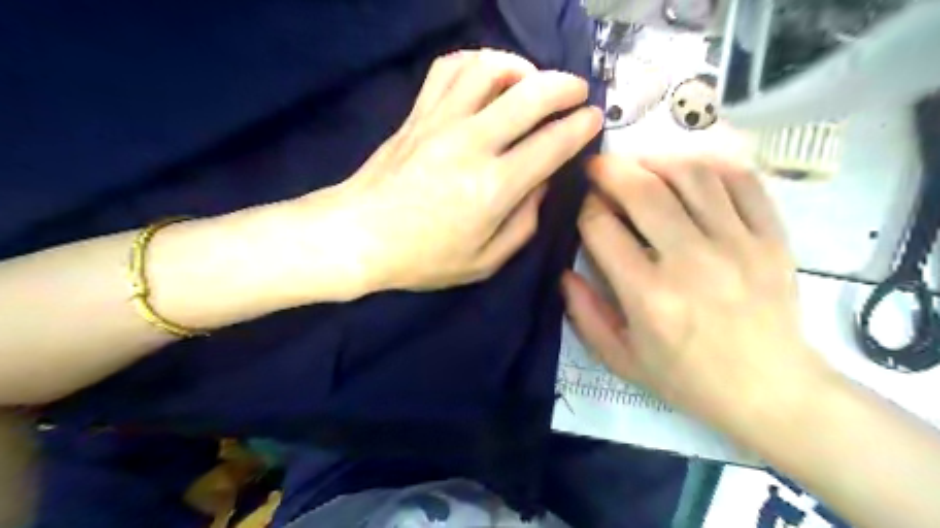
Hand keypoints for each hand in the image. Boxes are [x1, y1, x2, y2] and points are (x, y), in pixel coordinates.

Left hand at [304, 49, 601, 293]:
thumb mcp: (484, 262)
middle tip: (577, 91)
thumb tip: (542, 184)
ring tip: (532, 81)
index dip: (581, 126)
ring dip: (521, 67)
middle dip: (565, 86)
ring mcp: (441, 122)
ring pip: (489, 69)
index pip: (552, 144)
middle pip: (530, 94)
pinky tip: (487, 76)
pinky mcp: (418, 114)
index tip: (594, 119)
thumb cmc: (423, 258)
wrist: (358, 236)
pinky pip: (449, 69)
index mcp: (493, 188)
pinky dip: (476, 62)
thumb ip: (523, 224)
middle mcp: (471, 144)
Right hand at [560, 156, 831, 441]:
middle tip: (598, 166)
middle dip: (611, 170)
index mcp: (648, 296)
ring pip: (692, 176)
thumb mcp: (621, 358)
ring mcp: (738, 245)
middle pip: (643, 191)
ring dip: (657, 162)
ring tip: (640, 166)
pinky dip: (712, 167)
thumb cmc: (687, 378)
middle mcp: (691, 262)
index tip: (584, 208)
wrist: (771, 391)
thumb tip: (564, 271)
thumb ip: (585, 314)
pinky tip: (690, 171)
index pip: (602, 228)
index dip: (585, 209)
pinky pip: (742, 182)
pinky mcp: (771, 239)